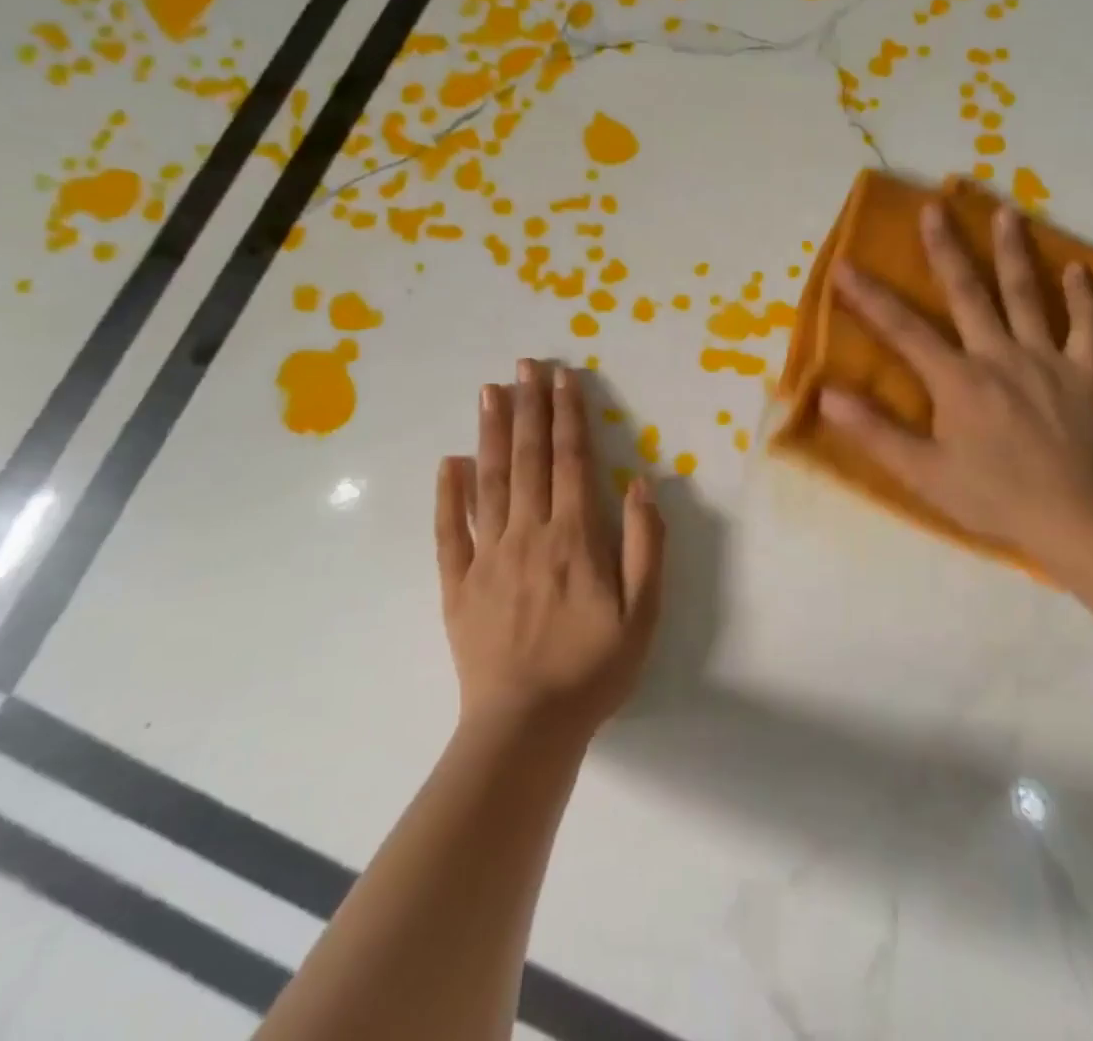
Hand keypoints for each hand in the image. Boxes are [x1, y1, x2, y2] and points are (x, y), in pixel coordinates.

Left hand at [435, 359, 664, 741]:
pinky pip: (449, 531)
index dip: (569, 416)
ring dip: (491, 433)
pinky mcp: (457, 584)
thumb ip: (644, 544)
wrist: (526, 727)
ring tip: (490, 391)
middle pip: (529, 458)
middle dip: (529, 407)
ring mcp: (487, 556)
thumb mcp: (643, 612)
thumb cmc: (593, 668)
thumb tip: (638, 484)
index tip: (563, 378)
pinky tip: (449, 461)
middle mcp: (528, 534)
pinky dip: (448, 493)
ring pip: (489, 481)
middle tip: (524, 364)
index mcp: (574, 537)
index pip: (571, 461)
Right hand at [818, 200, 1092, 570]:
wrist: (1076, 519)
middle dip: (946, 249)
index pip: (903, 329)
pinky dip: (1084, 298)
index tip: (843, 266)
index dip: (869, 297)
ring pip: (1028, 296)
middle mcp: (999, 356)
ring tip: (1006, 212)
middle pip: (968, 293)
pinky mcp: (1083, 375)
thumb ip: (874, 431)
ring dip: (1014, 252)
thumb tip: (827, 394)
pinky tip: (1079, 269)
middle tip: (934, 207)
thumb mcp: (923, 473)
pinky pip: (1087, 328)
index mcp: (957, 380)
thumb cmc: (992, 498)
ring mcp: (1045, 360)